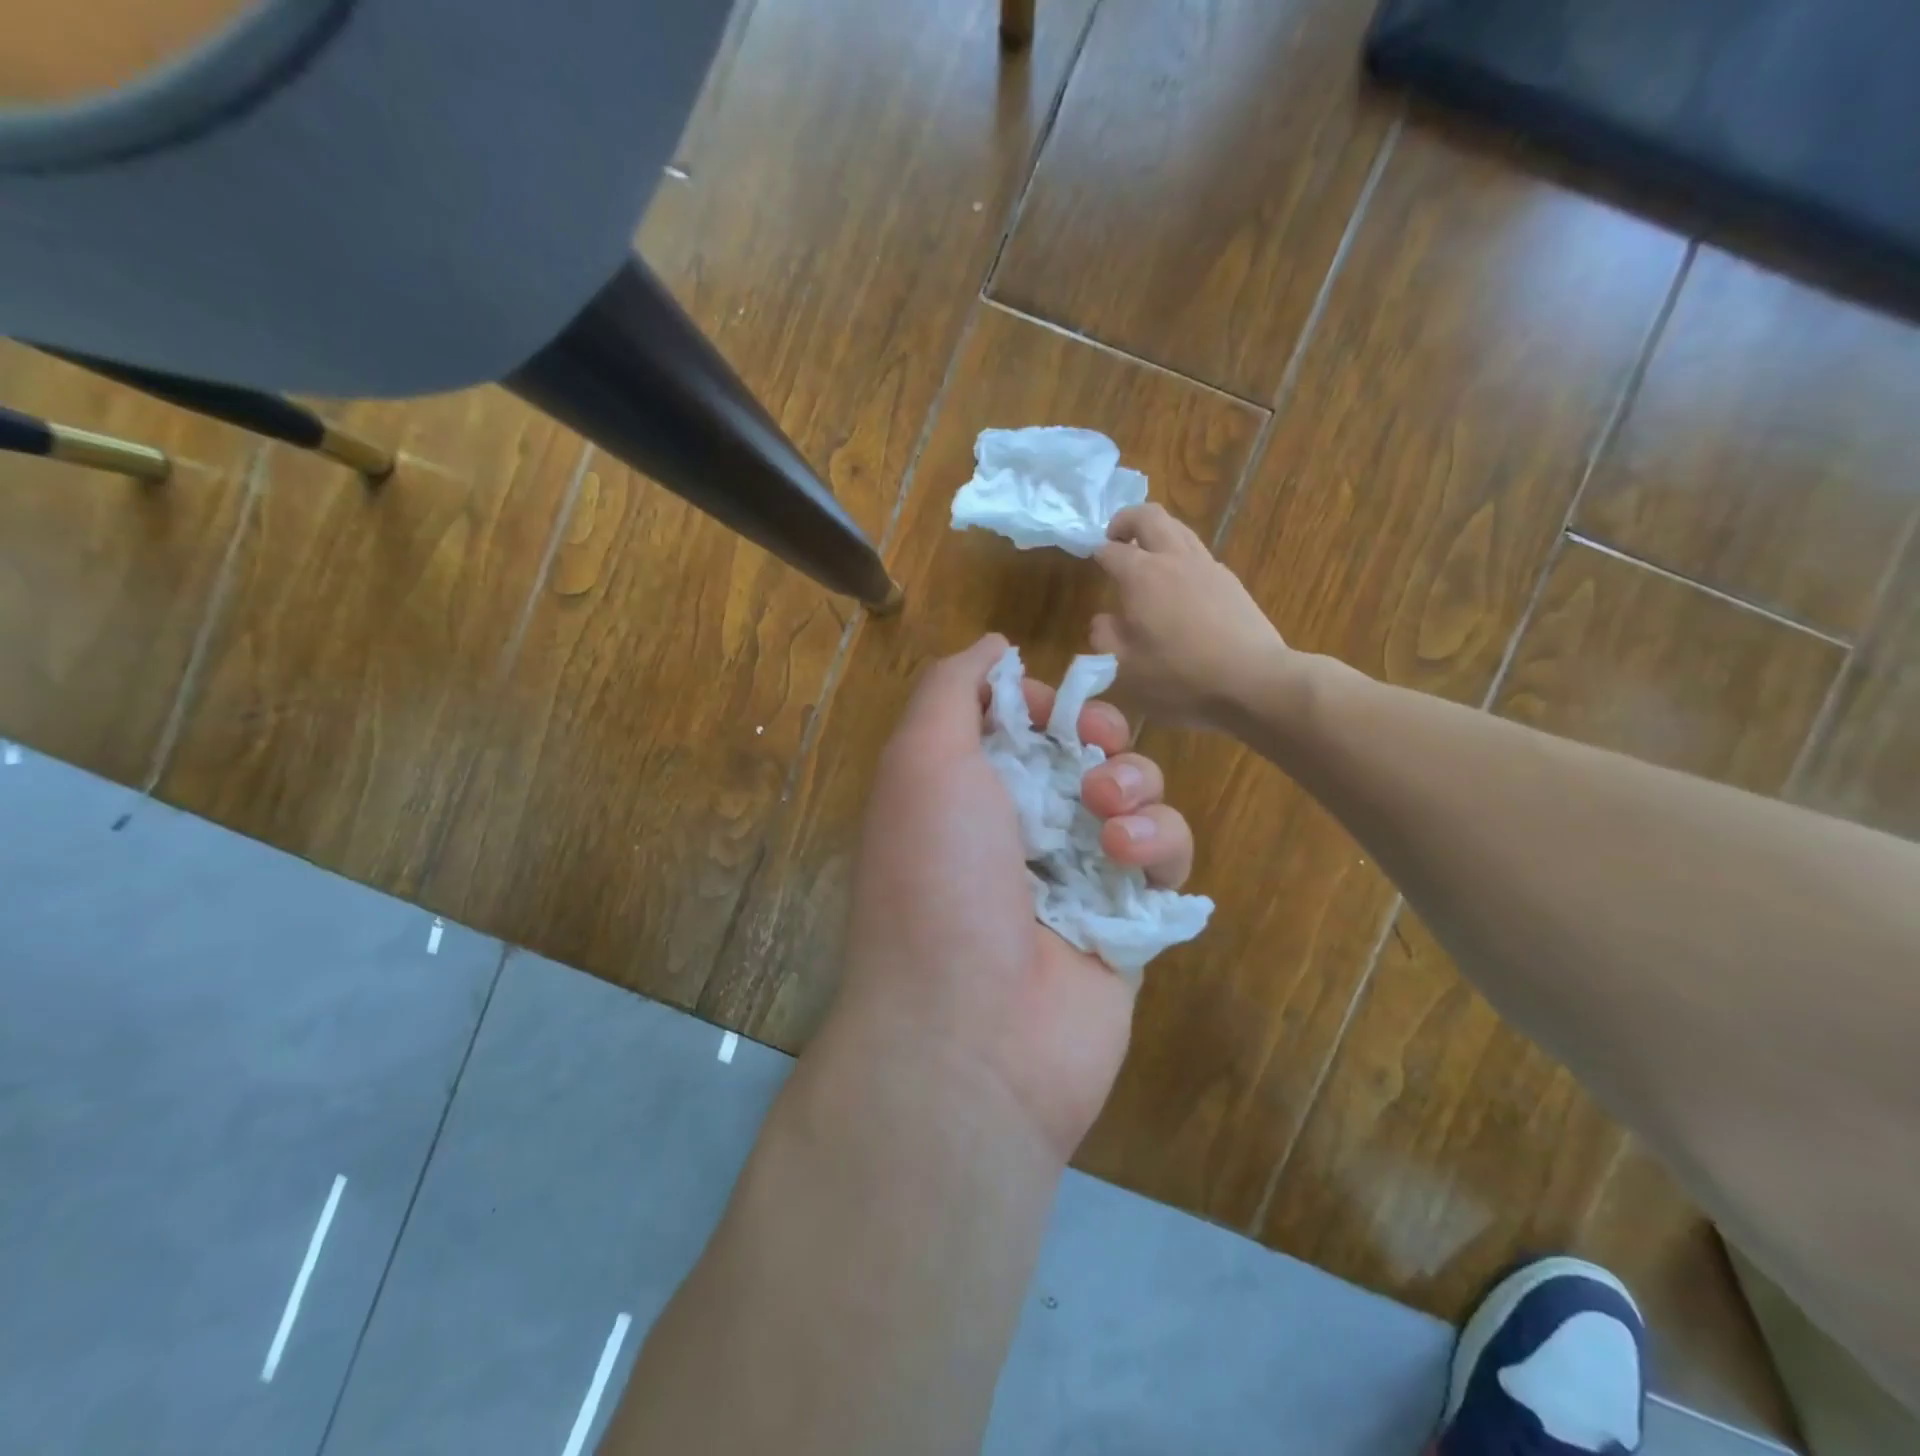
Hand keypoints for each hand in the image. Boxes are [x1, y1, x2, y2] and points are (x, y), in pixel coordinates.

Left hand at [835, 634, 1195, 1160]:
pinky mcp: (1127, 918)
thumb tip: (995, 648)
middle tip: (1097, 749)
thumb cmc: (937, 876)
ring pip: (1135, 795)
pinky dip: (1160, 844)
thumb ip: (952, 689)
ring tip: (1108, 816)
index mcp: (964, 790)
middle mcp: (1018, 828)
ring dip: (1134, 786)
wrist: (971, 1030)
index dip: (1045, 700)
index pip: (1021, 721)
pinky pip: (1165, 857)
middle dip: (1101, 735)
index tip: (1055, 704)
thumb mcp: (922, 760)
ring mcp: (1076, 874)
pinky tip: (1131, 860)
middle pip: (1085, 750)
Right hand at [1093, 503, 1288, 729]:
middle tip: (1115, 540)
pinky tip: (1178, 587)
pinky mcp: (1230, 580)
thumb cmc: (1180, 675)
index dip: (1096, 553)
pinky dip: (1180, 556)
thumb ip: (1105, 637)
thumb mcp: (1125, 667)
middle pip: (1149, 516)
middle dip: (1126, 520)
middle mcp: (1174, 558)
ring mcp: (1207, 565)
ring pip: (1178, 528)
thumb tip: (1103, 619)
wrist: (1252, 679)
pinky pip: (1198, 553)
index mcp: (1141, 575)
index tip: (1091, 562)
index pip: (1111, 550)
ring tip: (1146, 559)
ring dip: (1156, 534)